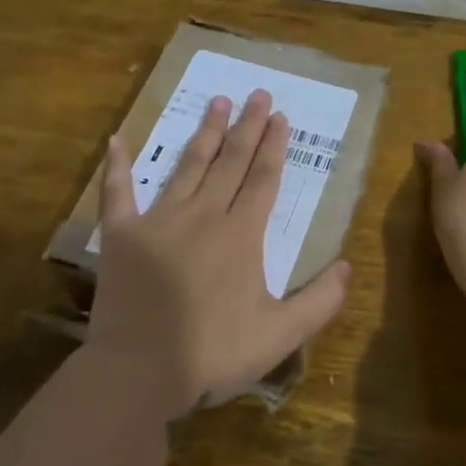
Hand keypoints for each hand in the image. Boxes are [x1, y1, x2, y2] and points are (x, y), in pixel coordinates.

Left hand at [85, 89, 350, 414]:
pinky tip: (118, 139)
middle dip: (248, 126)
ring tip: (218, 102)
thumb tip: (347, 266)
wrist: (138, 372)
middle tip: (258, 93)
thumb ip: (320, 301)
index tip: (281, 116)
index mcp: (241, 234)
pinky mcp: (121, 235)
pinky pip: (118, 192)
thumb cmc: (213, 353)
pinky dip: (117, 166)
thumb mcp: (280, 335)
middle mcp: (204, 215)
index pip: (264, 178)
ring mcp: (159, 220)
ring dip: (205, 132)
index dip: (274, 146)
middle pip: (231, 161)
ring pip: (188, 166)